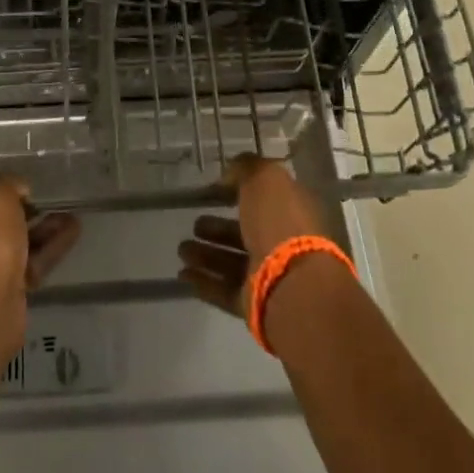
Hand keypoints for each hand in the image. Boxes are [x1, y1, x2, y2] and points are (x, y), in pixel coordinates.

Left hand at [0, 175, 79, 359]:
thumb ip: (8, 184)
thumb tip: (18, 188)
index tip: (24, 190)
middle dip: (28, 212)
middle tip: (51, 202)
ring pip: (18, 244)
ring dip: (44, 230)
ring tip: (71, 217)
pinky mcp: (5, 291)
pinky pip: (31, 262)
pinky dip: (50, 248)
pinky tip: (73, 233)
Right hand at [177, 156, 326, 315]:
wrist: (291, 283)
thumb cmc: (280, 223)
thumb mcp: (265, 179)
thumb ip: (246, 168)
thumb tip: (228, 176)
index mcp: (292, 213)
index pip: (265, 200)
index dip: (240, 193)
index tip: (214, 191)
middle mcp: (283, 244)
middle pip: (246, 234)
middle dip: (217, 229)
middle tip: (194, 224)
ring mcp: (270, 277)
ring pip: (232, 263)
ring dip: (206, 255)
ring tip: (182, 250)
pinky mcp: (254, 303)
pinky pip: (224, 290)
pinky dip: (204, 281)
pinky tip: (183, 274)